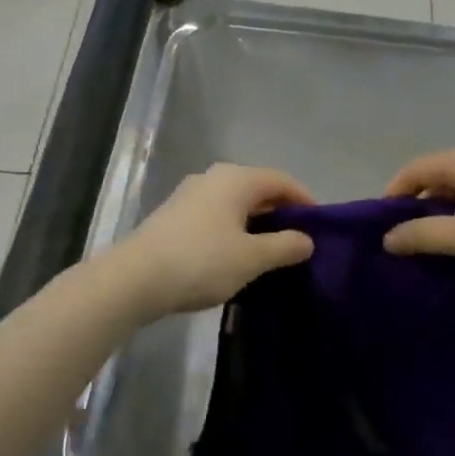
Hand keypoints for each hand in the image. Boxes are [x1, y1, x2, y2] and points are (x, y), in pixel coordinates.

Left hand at [114, 164, 315, 318]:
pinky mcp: (174, 213)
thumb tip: (307, 240)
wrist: (134, 279)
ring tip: (269, 251)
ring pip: (235, 202)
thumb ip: (285, 246)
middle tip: (297, 240)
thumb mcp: (251, 258)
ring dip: (256, 221)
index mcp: (237, 179)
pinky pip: (216, 213)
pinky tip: (234, 254)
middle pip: (258, 188)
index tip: (320, 226)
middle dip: (281, 211)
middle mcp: (214, 176)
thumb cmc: (201, 262)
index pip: (282, 180)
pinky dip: (233, 228)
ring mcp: (191, 193)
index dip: (305, 200)